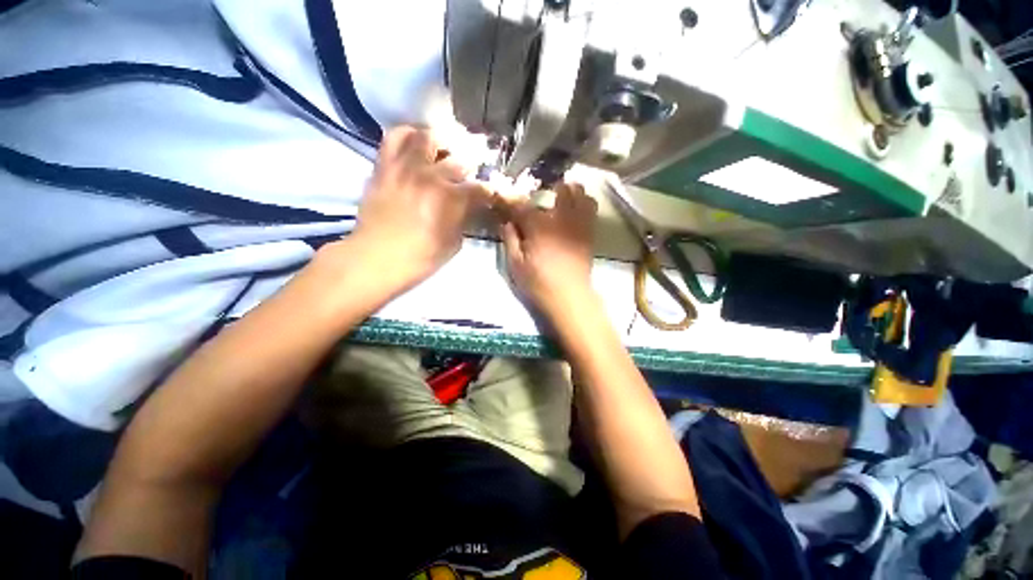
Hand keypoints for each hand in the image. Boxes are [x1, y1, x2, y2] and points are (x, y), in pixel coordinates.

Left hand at [347, 126, 490, 291]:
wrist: (375, 258)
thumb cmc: (419, 258)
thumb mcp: (453, 244)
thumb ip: (464, 221)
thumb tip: (469, 208)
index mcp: (452, 200)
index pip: (480, 188)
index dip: (489, 192)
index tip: (490, 195)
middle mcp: (431, 176)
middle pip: (460, 159)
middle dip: (472, 166)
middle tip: (471, 172)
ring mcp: (406, 167)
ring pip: (429, 137)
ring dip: (443, 143)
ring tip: (445, 150)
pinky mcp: (385, 166)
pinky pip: (395, 137)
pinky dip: (409, 134)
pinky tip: (416, 142)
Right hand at [499, 182, 598, 314]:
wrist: (569, 297)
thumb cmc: (538, 283)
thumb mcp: (515, 265)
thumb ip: (510, 239)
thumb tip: (506, 222)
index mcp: (538, 226)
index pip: (521, 204)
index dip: (510, 199)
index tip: (503, 198)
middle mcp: (561, 218)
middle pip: (560, 189)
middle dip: (548, 189)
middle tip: (540, 199)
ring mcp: (579, 223)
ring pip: (580, 193)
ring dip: (570, 191)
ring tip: (562, 198)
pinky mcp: (589, 231)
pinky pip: (591, 207)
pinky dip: (583, 202)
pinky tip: (575, 208)